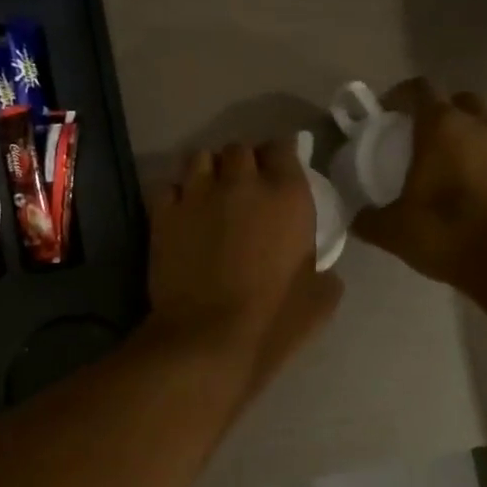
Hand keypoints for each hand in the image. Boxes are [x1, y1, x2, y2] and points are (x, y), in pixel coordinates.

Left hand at [147, 141, 340, 380]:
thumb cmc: (272, 320)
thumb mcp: (320, 299)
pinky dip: (175, 194)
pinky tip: (180, 212)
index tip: (279, 170)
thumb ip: (323, 271)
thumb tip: (320, 269)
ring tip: (208, 191)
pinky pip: (167, 186)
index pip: (283, 148)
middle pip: (238, 149)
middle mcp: (241, 183)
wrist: (207, 338)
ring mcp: (197, 195)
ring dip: (207, 170)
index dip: (280, 156)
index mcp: (287, 196)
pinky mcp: (163, 214)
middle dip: (242, 162)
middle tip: (242, 185)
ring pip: (199, 157)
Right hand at [350, 79, 486, 284]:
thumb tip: (357, 219)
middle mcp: (478, 126)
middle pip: (457, 101)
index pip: (419, 90)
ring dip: (462, 137)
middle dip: (437, 111)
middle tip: (417, 137)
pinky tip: (465, 191)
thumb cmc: (448, 232)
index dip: (399, 95)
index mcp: (441, 127)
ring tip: (441, 166)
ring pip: (482, 126)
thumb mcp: (394, 231)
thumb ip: (370, 220)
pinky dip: (480, 162)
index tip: (384, 112)